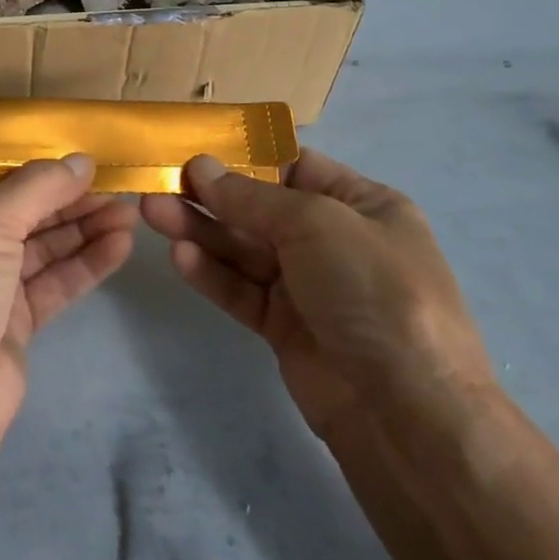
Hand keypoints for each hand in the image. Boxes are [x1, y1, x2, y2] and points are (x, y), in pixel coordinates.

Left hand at [0, 156, 136, 415]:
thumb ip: (38, 187)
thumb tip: (82, 160)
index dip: (34, 166)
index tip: (79, 158)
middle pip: (18, 212)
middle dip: (68, 200)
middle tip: (119, 186)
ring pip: (38, 249)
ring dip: (83, 230)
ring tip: (130, 214)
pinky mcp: (8, 326)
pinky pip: (50, 284)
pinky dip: (83, 265)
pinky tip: (119, 247)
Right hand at [142, 151, 495, 445]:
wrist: (407, 411)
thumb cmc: (373, 290)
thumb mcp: (316, 223)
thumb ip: (252, 197)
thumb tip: (202, 168)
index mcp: (361, 204)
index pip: (294, 165)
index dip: (245, 156)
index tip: (194, 148)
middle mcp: (334, 240)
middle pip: (260, 208)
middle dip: (210, 195)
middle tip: (158, 181)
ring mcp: (309, 286)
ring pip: (243, 248)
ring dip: (199, 229)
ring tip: (151, 211)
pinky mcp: (285, 327)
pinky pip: (242, 290)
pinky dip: (211, 272)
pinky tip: (179, 255)